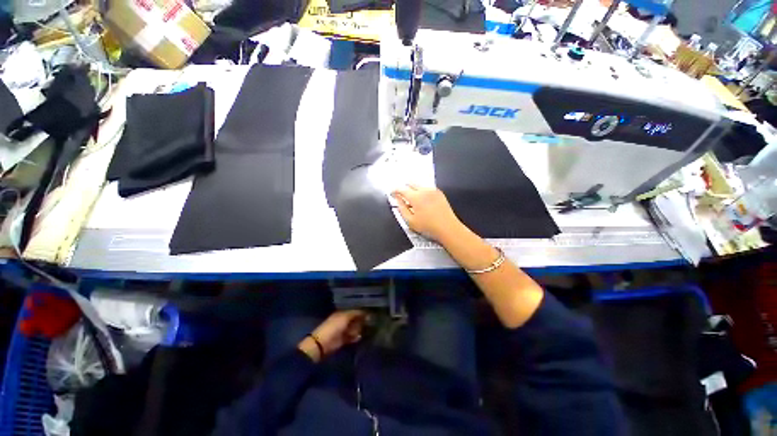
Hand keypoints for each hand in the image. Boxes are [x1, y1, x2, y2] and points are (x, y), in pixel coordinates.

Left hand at [299, 310, 366, 361]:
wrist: (322, 344)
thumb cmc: (333, 327)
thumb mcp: (345, 317)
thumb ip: (355, 314)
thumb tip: (366, 312)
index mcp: (342, 313)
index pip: (354, 310)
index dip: (362, 311)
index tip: (371, 313)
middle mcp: (343, 320)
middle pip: (355, 319)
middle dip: (362, 320)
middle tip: (372, 321)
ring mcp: (343, 330)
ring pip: (354, 328)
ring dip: (360, 329)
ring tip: (369, 329)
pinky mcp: (343, 340)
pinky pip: (352, 337)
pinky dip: (356, 337)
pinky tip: (361, 337)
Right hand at [392, 185, 462, 242]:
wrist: (448, 228)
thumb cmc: (429, 227)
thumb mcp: (410, 221)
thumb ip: (401, 208)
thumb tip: (397, 200)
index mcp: (416, 197)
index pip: (401, 189)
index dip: (395, 190)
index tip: (392, 193)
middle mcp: (424, 191)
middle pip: (411, 183)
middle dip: (404, 188)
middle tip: (401, 196)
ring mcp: (433, 191)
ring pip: (419, 185)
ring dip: (413, 189)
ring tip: (413, 201)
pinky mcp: (439, 193)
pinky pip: (427, 188)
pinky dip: (422, 191)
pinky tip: (422, 201)